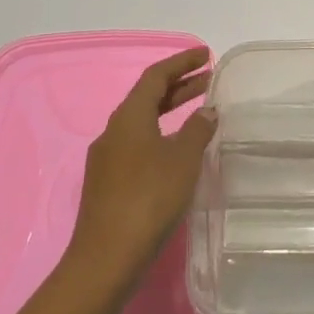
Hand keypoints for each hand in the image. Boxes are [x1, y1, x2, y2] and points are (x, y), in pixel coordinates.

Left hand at [69, 47, 216, 283]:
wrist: (106, 259)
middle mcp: (113, 131)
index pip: (156, 76)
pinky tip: (178, 151)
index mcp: (128, 117)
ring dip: (170, 111)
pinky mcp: (107, 183)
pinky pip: (138, 144)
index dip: (182, 62)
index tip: (206, 54)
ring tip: (199, 112)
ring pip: (142, 122)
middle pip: (147, 97)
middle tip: (208, 79)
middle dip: (179, 86)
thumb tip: (207, 111)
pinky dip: (161, 135)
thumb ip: (197, 130)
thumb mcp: (183, 160)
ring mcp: (107, 159)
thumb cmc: (149, 199)